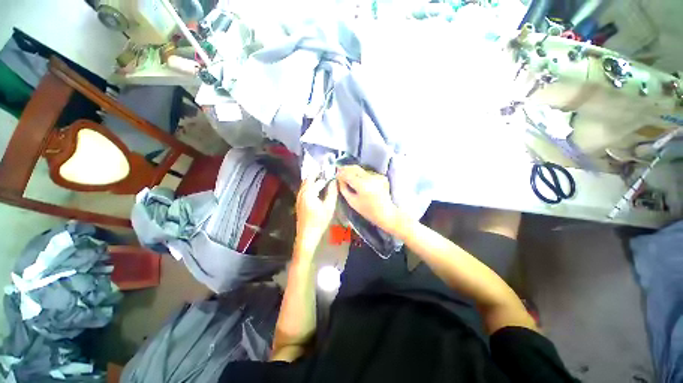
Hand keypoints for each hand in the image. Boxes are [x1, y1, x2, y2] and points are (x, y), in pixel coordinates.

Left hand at [295, 178, 337, 249]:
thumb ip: (332, 192)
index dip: (322, 174)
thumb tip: (334, 181)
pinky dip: (310, 186)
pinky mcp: (299, 203)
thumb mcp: (329, 207)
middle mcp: (301, 193)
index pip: (315, 179)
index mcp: (308, 193)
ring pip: (305, 185)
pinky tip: (317, 189)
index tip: (330, 170)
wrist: (307, 235)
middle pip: (307, 180)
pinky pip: (304, 190)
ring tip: (323, 179)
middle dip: (316, 174)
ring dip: (313, 180)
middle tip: (326, 172)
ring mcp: (298, 198)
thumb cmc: (319, 221)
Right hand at [336, 165, 398, 233]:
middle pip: (355, 168)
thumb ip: (344, 189)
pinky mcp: (382, 176)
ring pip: (361, 170)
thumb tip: (339, 179)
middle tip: (340, 172)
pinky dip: (362, 176)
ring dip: (354, 172)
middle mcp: (371, 178)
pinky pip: (368, 173)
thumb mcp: (352, 202)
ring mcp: (377, 176)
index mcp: (363, 185)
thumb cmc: (368, 211)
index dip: (341, 173)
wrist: (386, 213)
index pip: (348, 174)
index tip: (336, 174)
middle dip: (346, 169)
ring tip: (350, 178)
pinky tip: (361, 182)